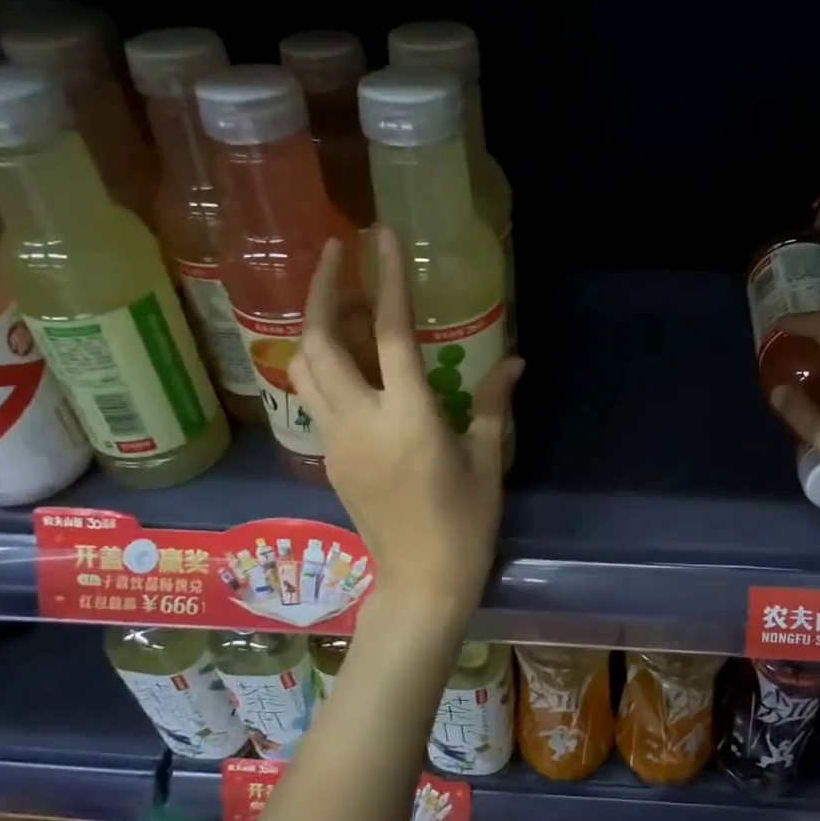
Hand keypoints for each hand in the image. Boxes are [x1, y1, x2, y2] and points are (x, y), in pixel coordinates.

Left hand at [291, 227, 523, 626]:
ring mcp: (335, 441)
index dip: (385, 280)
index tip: (379, 237)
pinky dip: (324, 362)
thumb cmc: (464, 524)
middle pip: (321, 341)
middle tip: (336, 253)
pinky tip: (352, 357)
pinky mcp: (328, 457)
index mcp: (409, 419)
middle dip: (324, 289)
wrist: (420, 583)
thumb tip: (514, 361)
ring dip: (318, 325)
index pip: (391, 334)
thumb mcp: (487, 460)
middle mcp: (361, 422)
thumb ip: (494, 404)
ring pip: (305, 367)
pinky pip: (314, 395)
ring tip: (346, 303)